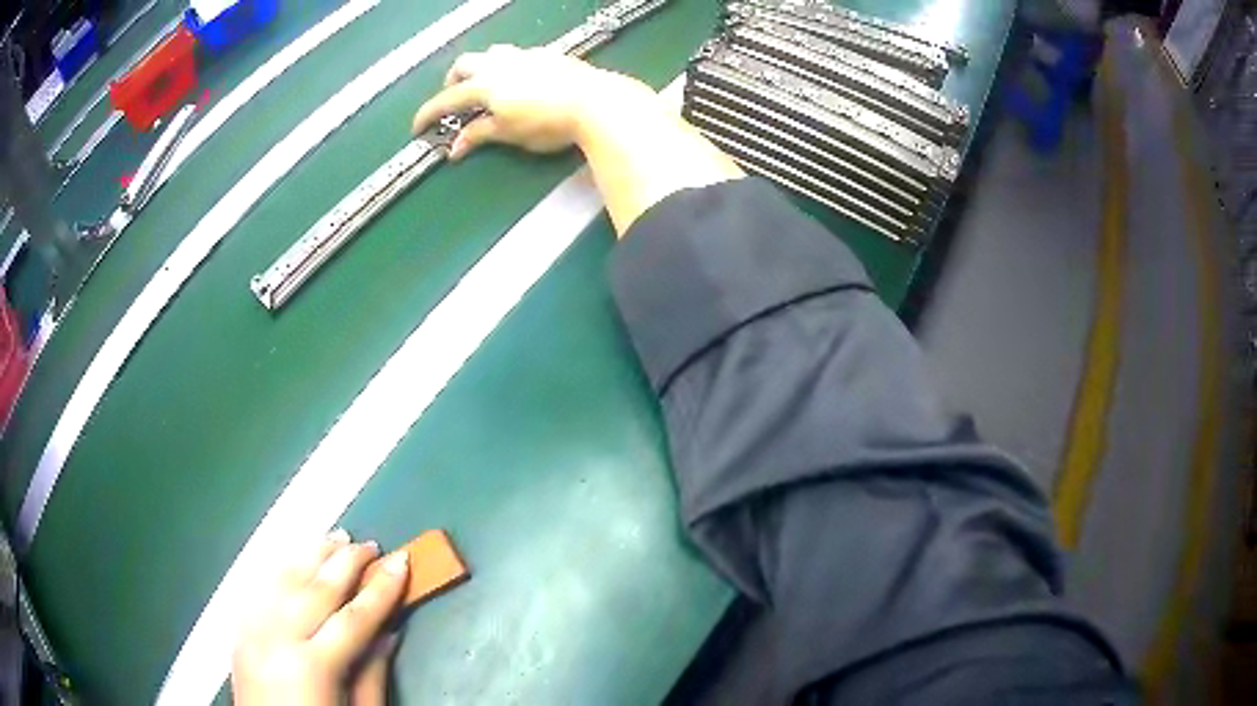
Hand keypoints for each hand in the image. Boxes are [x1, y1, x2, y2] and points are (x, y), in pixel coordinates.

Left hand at [232, 529, 409, 705]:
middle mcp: (276, 640)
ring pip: (282, 580)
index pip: (353, 618)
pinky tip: (292, 559)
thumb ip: (372, 674)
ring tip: (334, 537)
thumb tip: (389, 632)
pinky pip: (257, 590)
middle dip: (345, 563)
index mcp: (312, 667)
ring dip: (310, 555)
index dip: (381, 589)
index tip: (401, 561)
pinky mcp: (237, 633)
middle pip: (315, 590)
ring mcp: (251, 632)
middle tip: (369, 544)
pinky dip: (278, 569)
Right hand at [411, 45, 650, 158]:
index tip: (417, 127)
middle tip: (454, 99)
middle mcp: (500, 63)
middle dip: (452, 81)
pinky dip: (507, 66)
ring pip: (491, 53)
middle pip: (464, 64)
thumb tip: (455, 148)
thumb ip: (480, 135)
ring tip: (486, 86)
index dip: (429, 114)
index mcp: (485, 84)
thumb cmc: (547, 123)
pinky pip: (517, 55)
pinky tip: (520, 80)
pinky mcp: (548, 54)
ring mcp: (525, 55)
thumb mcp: (509, 134)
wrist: (595, 102)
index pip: (447, 99)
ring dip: (480, 67)